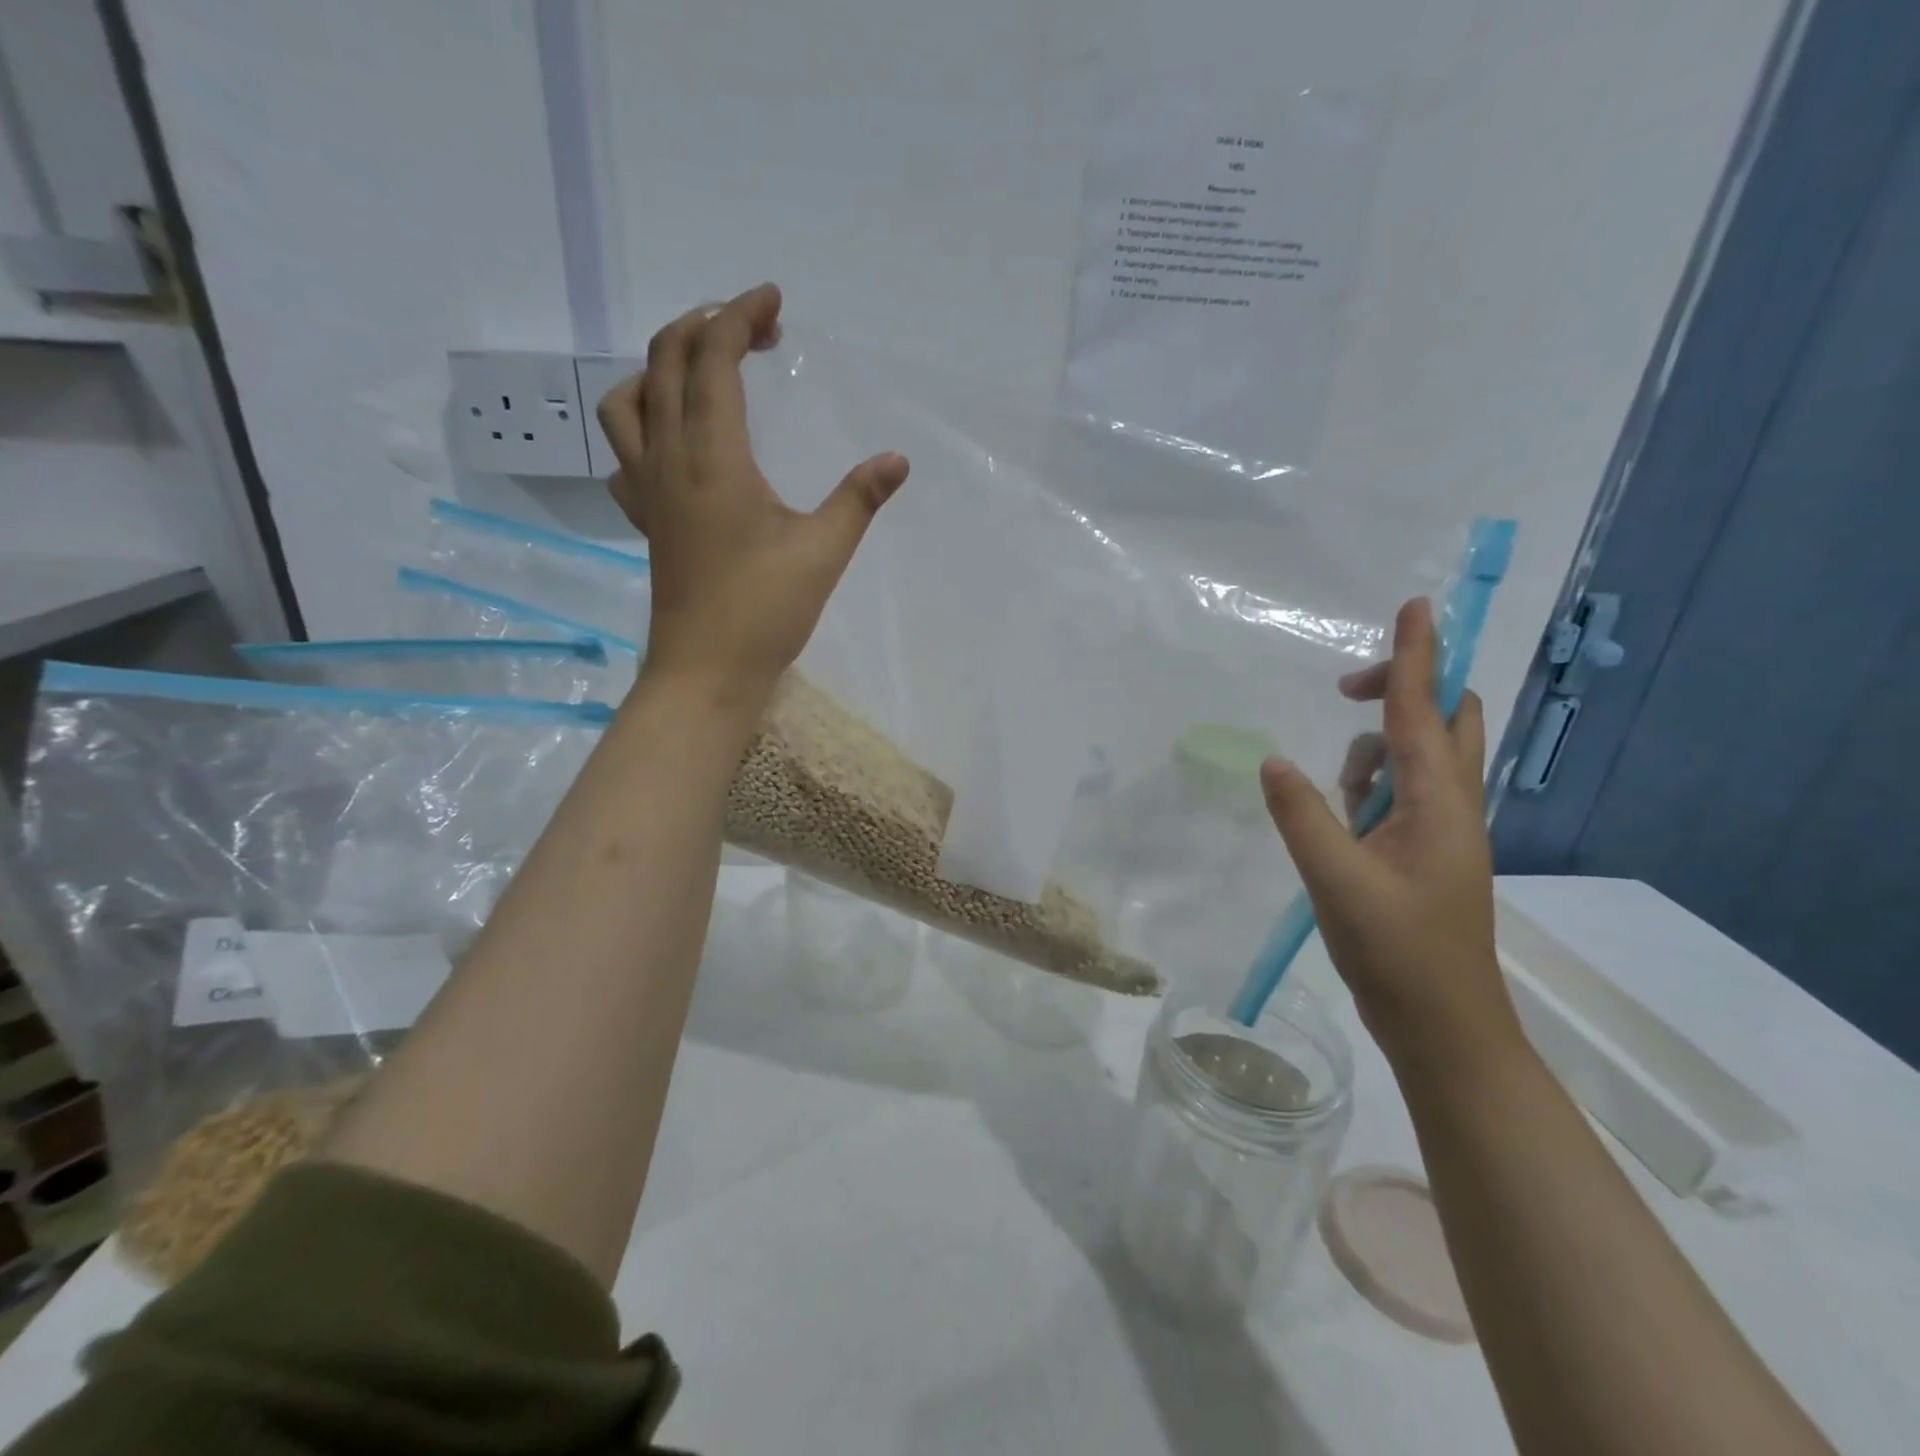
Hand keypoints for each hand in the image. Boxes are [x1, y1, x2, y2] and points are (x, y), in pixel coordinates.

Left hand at [596, 283, 909, 707]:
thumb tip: (897, 460)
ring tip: (701, 371)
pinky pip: (624, 452)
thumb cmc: (765, 610)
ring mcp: (648, 490)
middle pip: (664, 361)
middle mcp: (669, 459)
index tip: (773, 301)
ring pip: (627, 401)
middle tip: (752, 329)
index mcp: (713, 456)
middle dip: (705, 326)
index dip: (739, 316)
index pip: (712, 358)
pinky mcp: (644, 520)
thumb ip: (859, 498)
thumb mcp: (824, 550)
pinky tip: (672, 441)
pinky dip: (642, 422)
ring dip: (659, 367)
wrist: (707, 670)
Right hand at [1259, 598, 1521, 1063]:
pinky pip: (1406, 792)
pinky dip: (1374, 785)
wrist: (1443, 1026)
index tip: (1416, 606)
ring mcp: (1444, 830)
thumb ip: (1302, 816)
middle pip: (1448, 720)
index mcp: (1439, 803)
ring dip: (1380, 749)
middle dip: (1406, 689)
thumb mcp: (1335, 881)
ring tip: (1339, 788)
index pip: (1424, 711)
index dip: (1416, 656)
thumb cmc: (1396, 952)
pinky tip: (1344, 816)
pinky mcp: (1429, 852)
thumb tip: (1272, 761)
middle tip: (1349, 691)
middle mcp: (1453, 806)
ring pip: (1424, 758)